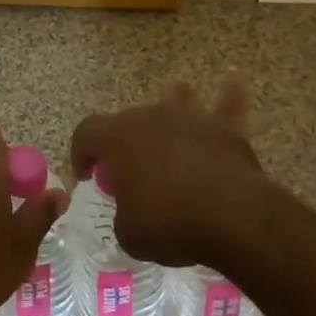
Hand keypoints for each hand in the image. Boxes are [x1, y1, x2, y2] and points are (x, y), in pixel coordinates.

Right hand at [70, 75, 266, 268]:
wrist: (233, 217)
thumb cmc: (170, 223)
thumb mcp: (129, 233)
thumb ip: (122, 213)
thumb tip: (130, 208)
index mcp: (118, 137)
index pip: (86, 133)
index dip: (81, 154)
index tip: (87, 179)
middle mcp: (150, 116)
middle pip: (129, 120)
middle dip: (124, 142)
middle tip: (130, 175)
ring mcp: (189, 117)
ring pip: (174, 98)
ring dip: (170, 107)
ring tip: (171, 122)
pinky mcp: (224, 128)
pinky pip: (226, 105)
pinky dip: (228, 96)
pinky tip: (234, 82)